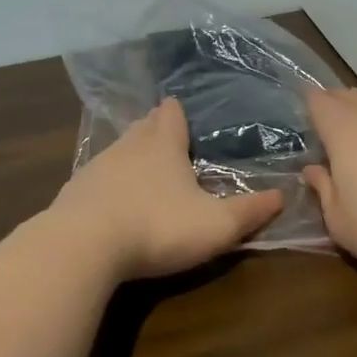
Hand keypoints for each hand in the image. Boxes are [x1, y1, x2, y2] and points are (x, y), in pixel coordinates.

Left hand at [51, 99, 283, 279]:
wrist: (83, 245)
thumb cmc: (158, 226)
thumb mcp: (215, 225)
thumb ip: (249, 211)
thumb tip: (282, 195)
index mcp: (163, 145)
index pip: (171, 114)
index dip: (178, 112)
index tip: (182, 111)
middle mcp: (128, 146)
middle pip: (143, 127)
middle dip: (155, 129)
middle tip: (167, 136)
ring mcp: (97, 167)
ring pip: (118, 150)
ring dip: (130, 155)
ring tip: (142, 167)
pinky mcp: (74, 192)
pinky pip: (97, 178)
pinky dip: (108, 183)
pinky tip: (112, 200)